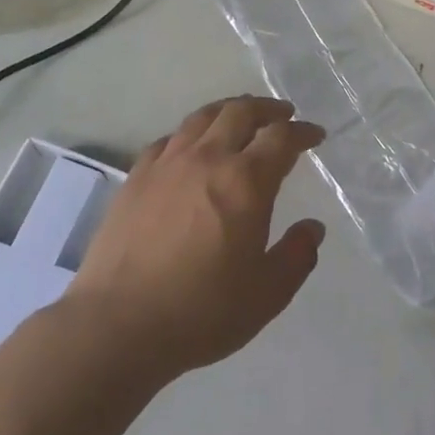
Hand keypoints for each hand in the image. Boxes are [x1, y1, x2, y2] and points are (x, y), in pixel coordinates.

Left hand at [68, 96, 326, 377]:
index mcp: (246, 182)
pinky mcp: (135, 178)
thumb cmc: (202, 311)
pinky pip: (169, 139)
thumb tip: (312, 228)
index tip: (315, 135)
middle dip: (268, 109)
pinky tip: (191, 147)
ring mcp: (166, 165)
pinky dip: (191, 133)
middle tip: (283, 115)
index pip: (281, 138)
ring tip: (240, 117)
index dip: (303, 131)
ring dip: (229, 110)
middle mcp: (207, 159)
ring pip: (202, 118)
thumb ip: (297, 256)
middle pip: (240, 112)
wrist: (118, 325)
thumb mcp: (267, 294)